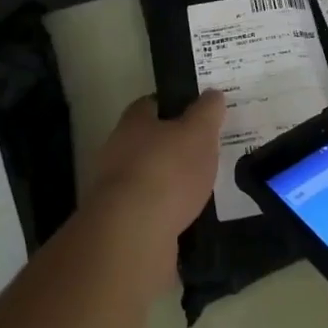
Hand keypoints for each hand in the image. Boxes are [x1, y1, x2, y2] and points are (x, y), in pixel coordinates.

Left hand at [86, 91, 223, 297]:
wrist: (133, 234)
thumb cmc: (167, 171)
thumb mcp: (198, 133)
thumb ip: (207, 112)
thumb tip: (212, 94)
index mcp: (133, 121)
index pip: (152, 104)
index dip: (175, 106)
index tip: (198, 114)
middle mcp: (118, 150)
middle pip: (149, 141)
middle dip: (173, 147)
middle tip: (205, 153)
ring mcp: (115, 189)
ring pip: (149, 177)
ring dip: (170, 182)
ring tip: (202, 188)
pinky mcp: (120, 223)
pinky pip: (149, 210)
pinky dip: (166, 211)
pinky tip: (188, 218)